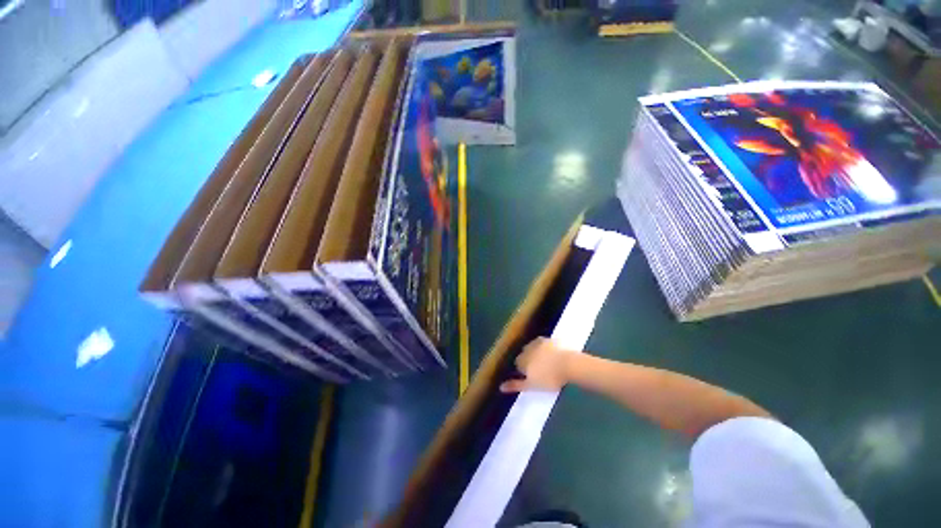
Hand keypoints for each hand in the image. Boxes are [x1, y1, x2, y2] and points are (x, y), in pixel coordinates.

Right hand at [499, 337, 575, 392]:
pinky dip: (543, 347)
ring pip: (532, 347)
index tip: (530, 376)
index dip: (523, 370)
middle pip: (524, 354)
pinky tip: (549, 352)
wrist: (568, 365)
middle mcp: (527, 349)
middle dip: (528, 360)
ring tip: (544, 361)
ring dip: (535, 353)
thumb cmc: (549, 378)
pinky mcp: (548, 340)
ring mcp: (537, 343)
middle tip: (538, 370)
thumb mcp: (532, 385)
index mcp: (522, 360)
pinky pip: (542, 342)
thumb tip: (500, 387)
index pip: (517, 364)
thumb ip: (516, 385)